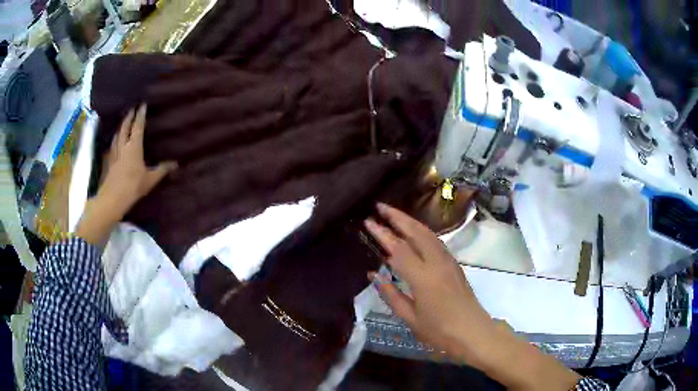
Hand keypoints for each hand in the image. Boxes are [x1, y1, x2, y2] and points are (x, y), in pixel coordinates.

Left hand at [98, 104, 176, 213]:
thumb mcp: (150, 179)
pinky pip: (112, 145)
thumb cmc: (133, 186)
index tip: (142, 105)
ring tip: (123, 122)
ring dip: (120, 126)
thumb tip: (176, 164)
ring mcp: (115, 153)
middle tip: (132, 109)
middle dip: (129, 117)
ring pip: (117, 135)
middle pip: (125, 127)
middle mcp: (123, 146)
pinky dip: (114, 139)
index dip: (140, 115)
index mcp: (134, 146)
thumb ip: (162, 170)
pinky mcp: (110, 162)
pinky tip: (114, 141)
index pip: (138, 126)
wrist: (113, 199)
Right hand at [365, 203, 493, 361]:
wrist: (473, 332)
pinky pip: (436, 241)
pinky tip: (414, 232)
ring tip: (394, 214)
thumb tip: (374, 275)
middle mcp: (437, 263)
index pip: (398, 249)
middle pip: (416, 232)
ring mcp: (448, 261)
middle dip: (398, 217)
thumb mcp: (410, 318)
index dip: (382, 234)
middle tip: (380, 206)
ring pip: (428, 234)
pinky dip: (422, 231)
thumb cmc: (439, 331)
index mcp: (423, 278)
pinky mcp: (454, 264)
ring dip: (410, 221)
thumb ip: (391, 295)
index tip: (368, 221)